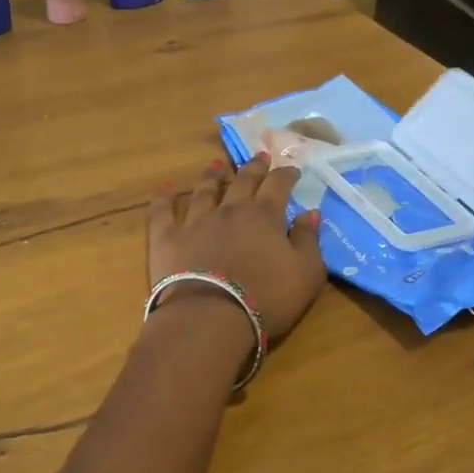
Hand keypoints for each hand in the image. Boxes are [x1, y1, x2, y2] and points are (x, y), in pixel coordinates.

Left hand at [148, 154, 326, 341]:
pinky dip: (163, 199)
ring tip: (216, 164)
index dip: (286, 175)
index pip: (278, 186)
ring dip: (211, 176)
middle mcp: (229, 210)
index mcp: (264, 215)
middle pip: (243, 181)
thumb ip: (309, 240)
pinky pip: (163, 212)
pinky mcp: (167, 238)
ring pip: (204, 191)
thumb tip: (310, 213)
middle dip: (254, 167)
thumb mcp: (306, 273)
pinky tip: (164, 189)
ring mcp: (195, 221)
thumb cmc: (267, 297)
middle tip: (260, 156)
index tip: (292, 169)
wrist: (211, 317)